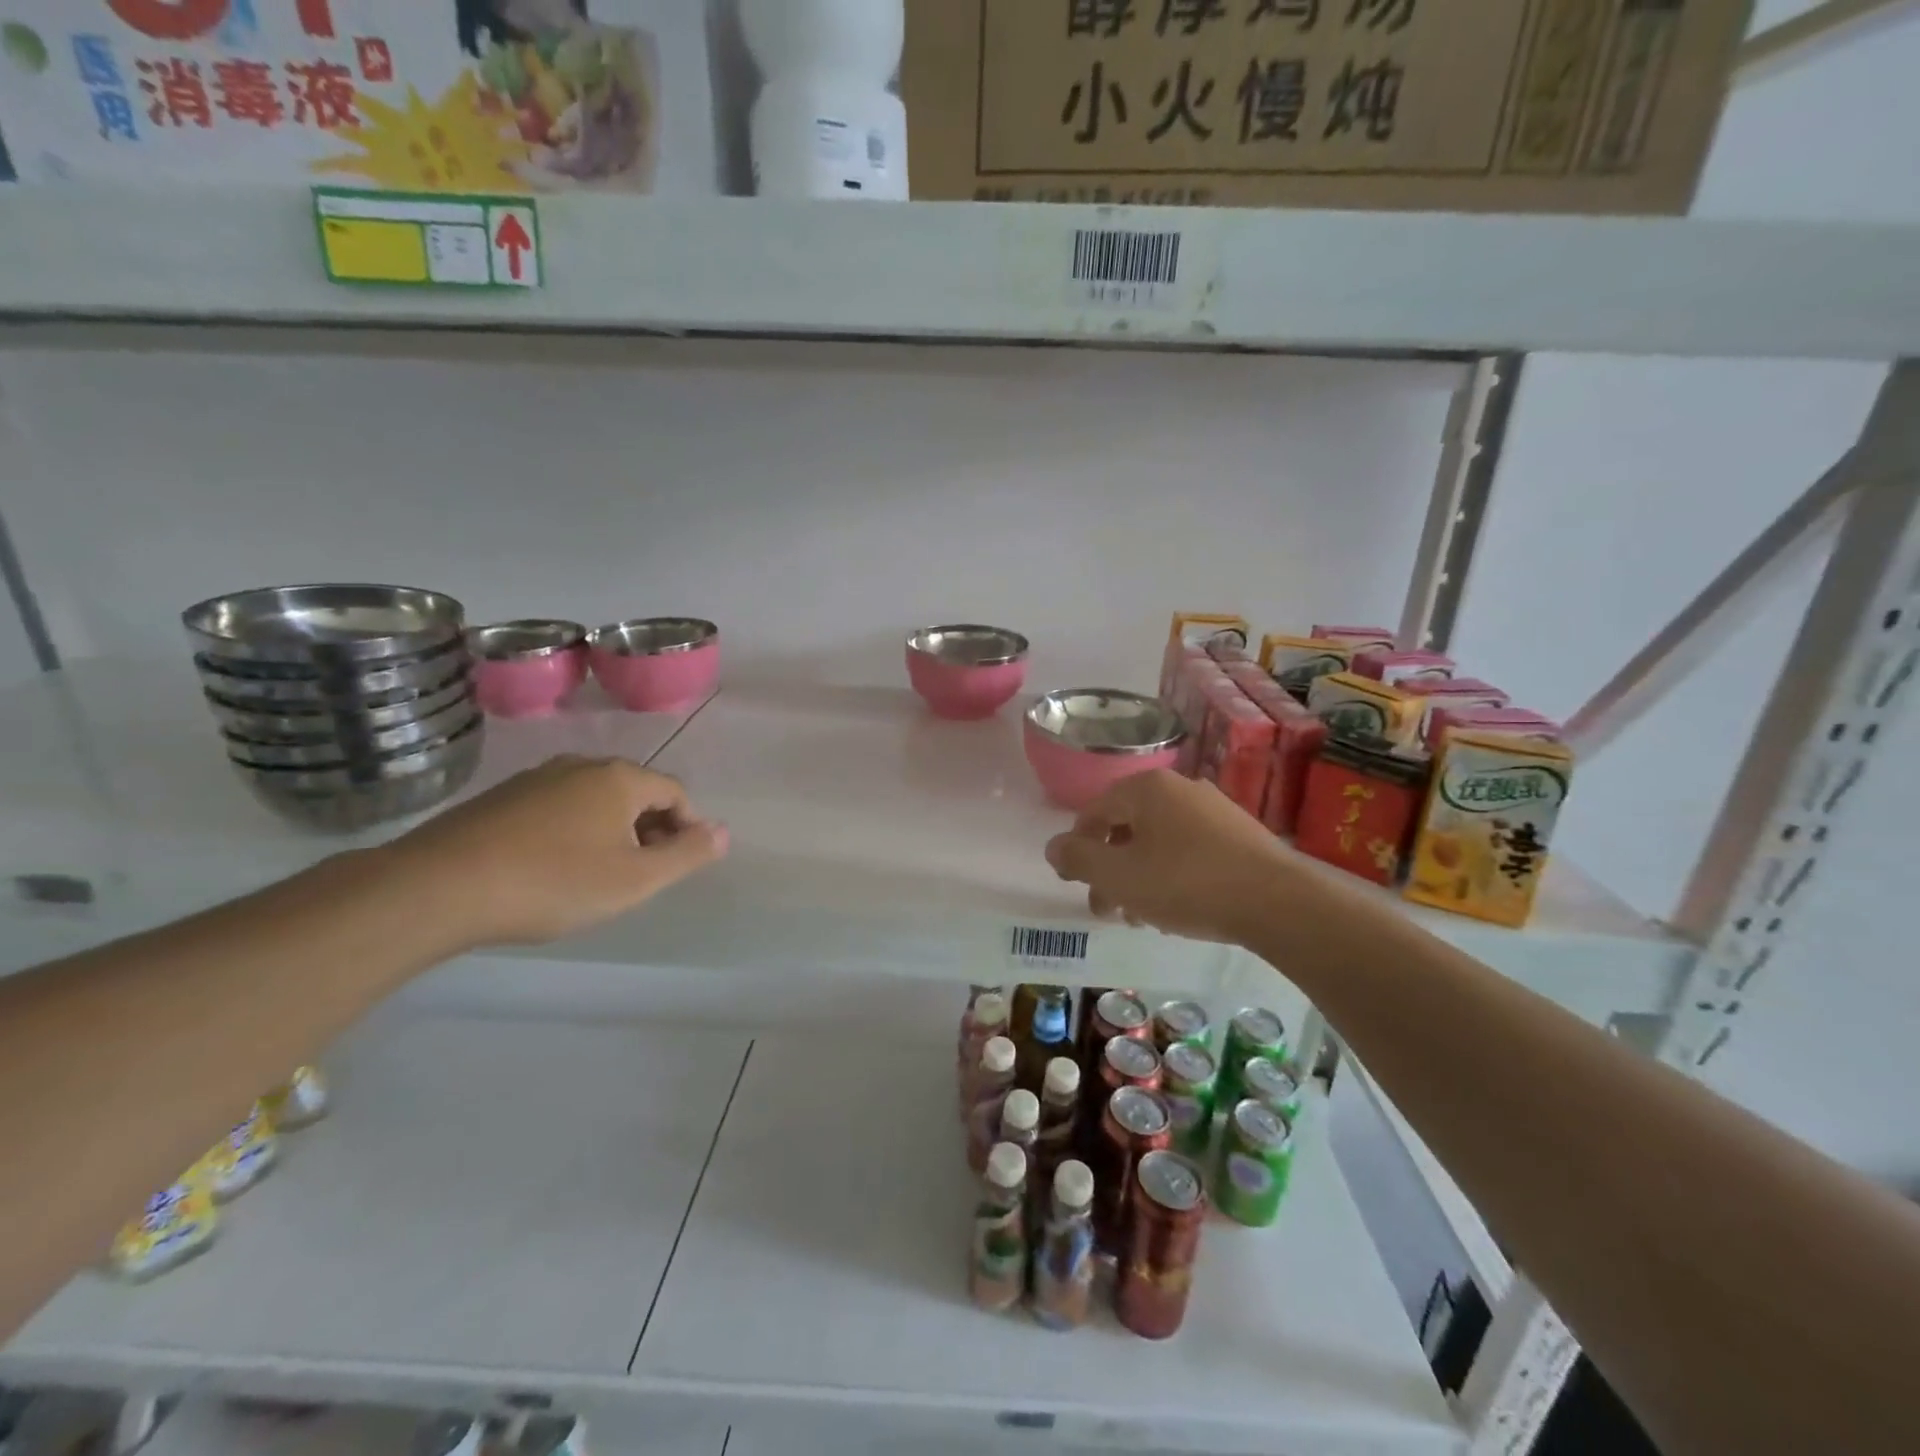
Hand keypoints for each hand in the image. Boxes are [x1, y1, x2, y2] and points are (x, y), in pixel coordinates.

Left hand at [383, 755, 728, 946]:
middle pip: (635, 793)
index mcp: (620, 778)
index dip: (687, 829)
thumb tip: (724, 832)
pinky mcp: (500, 798)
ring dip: (610, 832)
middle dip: (649, 830)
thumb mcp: (636, 879)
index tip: (677, 866)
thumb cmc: (554, 882)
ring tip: (598, 876)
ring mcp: (536, 779)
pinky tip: (552, 869)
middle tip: (640, 876)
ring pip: (594, 801)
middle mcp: (582, 766)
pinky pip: (557, 809)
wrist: (438, 887)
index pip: (674, 793)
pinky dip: (571, 833)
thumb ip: (687, 854)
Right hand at [1044, 770, 1299, 944]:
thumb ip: (1078, 859)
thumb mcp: (1119, 876)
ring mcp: (1214, 809)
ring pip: (1157, 842)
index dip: (1077, 849)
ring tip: (1141, 917)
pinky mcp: (1239, 834)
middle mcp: (1179, 787)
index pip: (1094, 812)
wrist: (1278, 903)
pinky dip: (1171, 875)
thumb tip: (1054, 847)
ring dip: (1139, 878)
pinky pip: (1189, 850)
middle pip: (1126, 828)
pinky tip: (1177, 910)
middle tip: (1108, 910)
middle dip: (1110, 871)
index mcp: (1146, 788)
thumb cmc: (1185, 884)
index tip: (1076, 884)